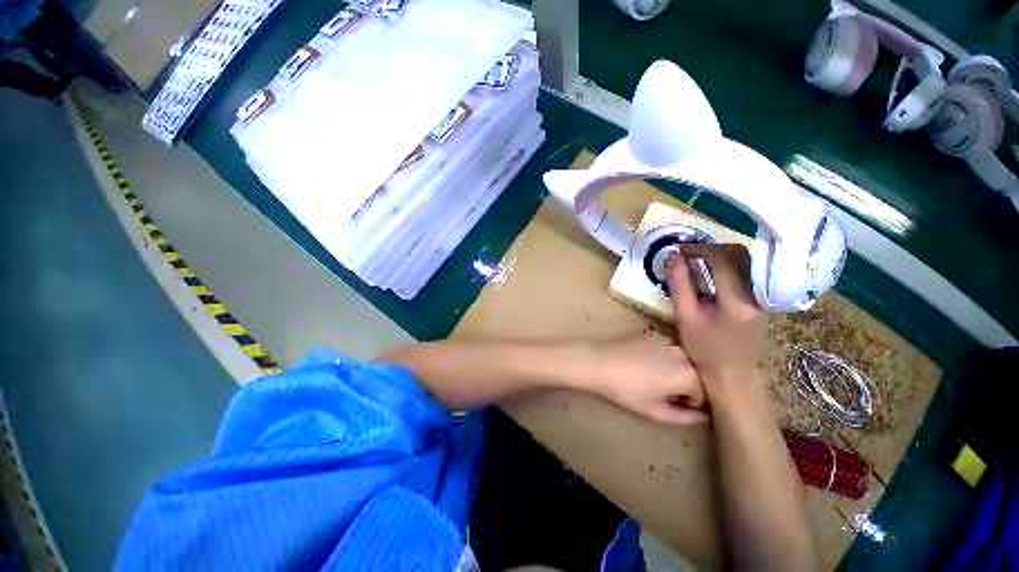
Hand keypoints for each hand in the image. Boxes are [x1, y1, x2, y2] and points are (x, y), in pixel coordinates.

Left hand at [582, 333, 707, 425]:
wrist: (601, 363)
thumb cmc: (627, 390)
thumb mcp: (656, 411)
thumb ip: (685, 418)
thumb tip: (704, 417)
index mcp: (689, 375)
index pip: (703, 394)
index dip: (689, 403)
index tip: (672, 403)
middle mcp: (685, 354)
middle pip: (696, 375)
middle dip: (685, 385)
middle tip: (663, 391)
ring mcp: (670, 340)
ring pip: (684, 360)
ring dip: (677, 369)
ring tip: (654, 376)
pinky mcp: (656, 333)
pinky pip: (670, 348)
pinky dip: (666, 356)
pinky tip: (646, 362)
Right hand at [666, 244, 767, 388]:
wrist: (732, 375)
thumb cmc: (704, 349)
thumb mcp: (685, 317)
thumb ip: (679, 284)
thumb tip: (674, 257)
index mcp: (737, 302)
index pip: (723, 261)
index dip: (700, 250)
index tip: (680, 250)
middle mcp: (758, 295)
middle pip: (741, 256)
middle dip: (712, 249)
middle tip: (688, 253)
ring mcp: (764, 297)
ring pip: (747, 261)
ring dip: (721, 255)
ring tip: (698, 260)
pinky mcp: (764, 299)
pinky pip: (749, 272)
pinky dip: (729, 265)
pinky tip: (712, 272)